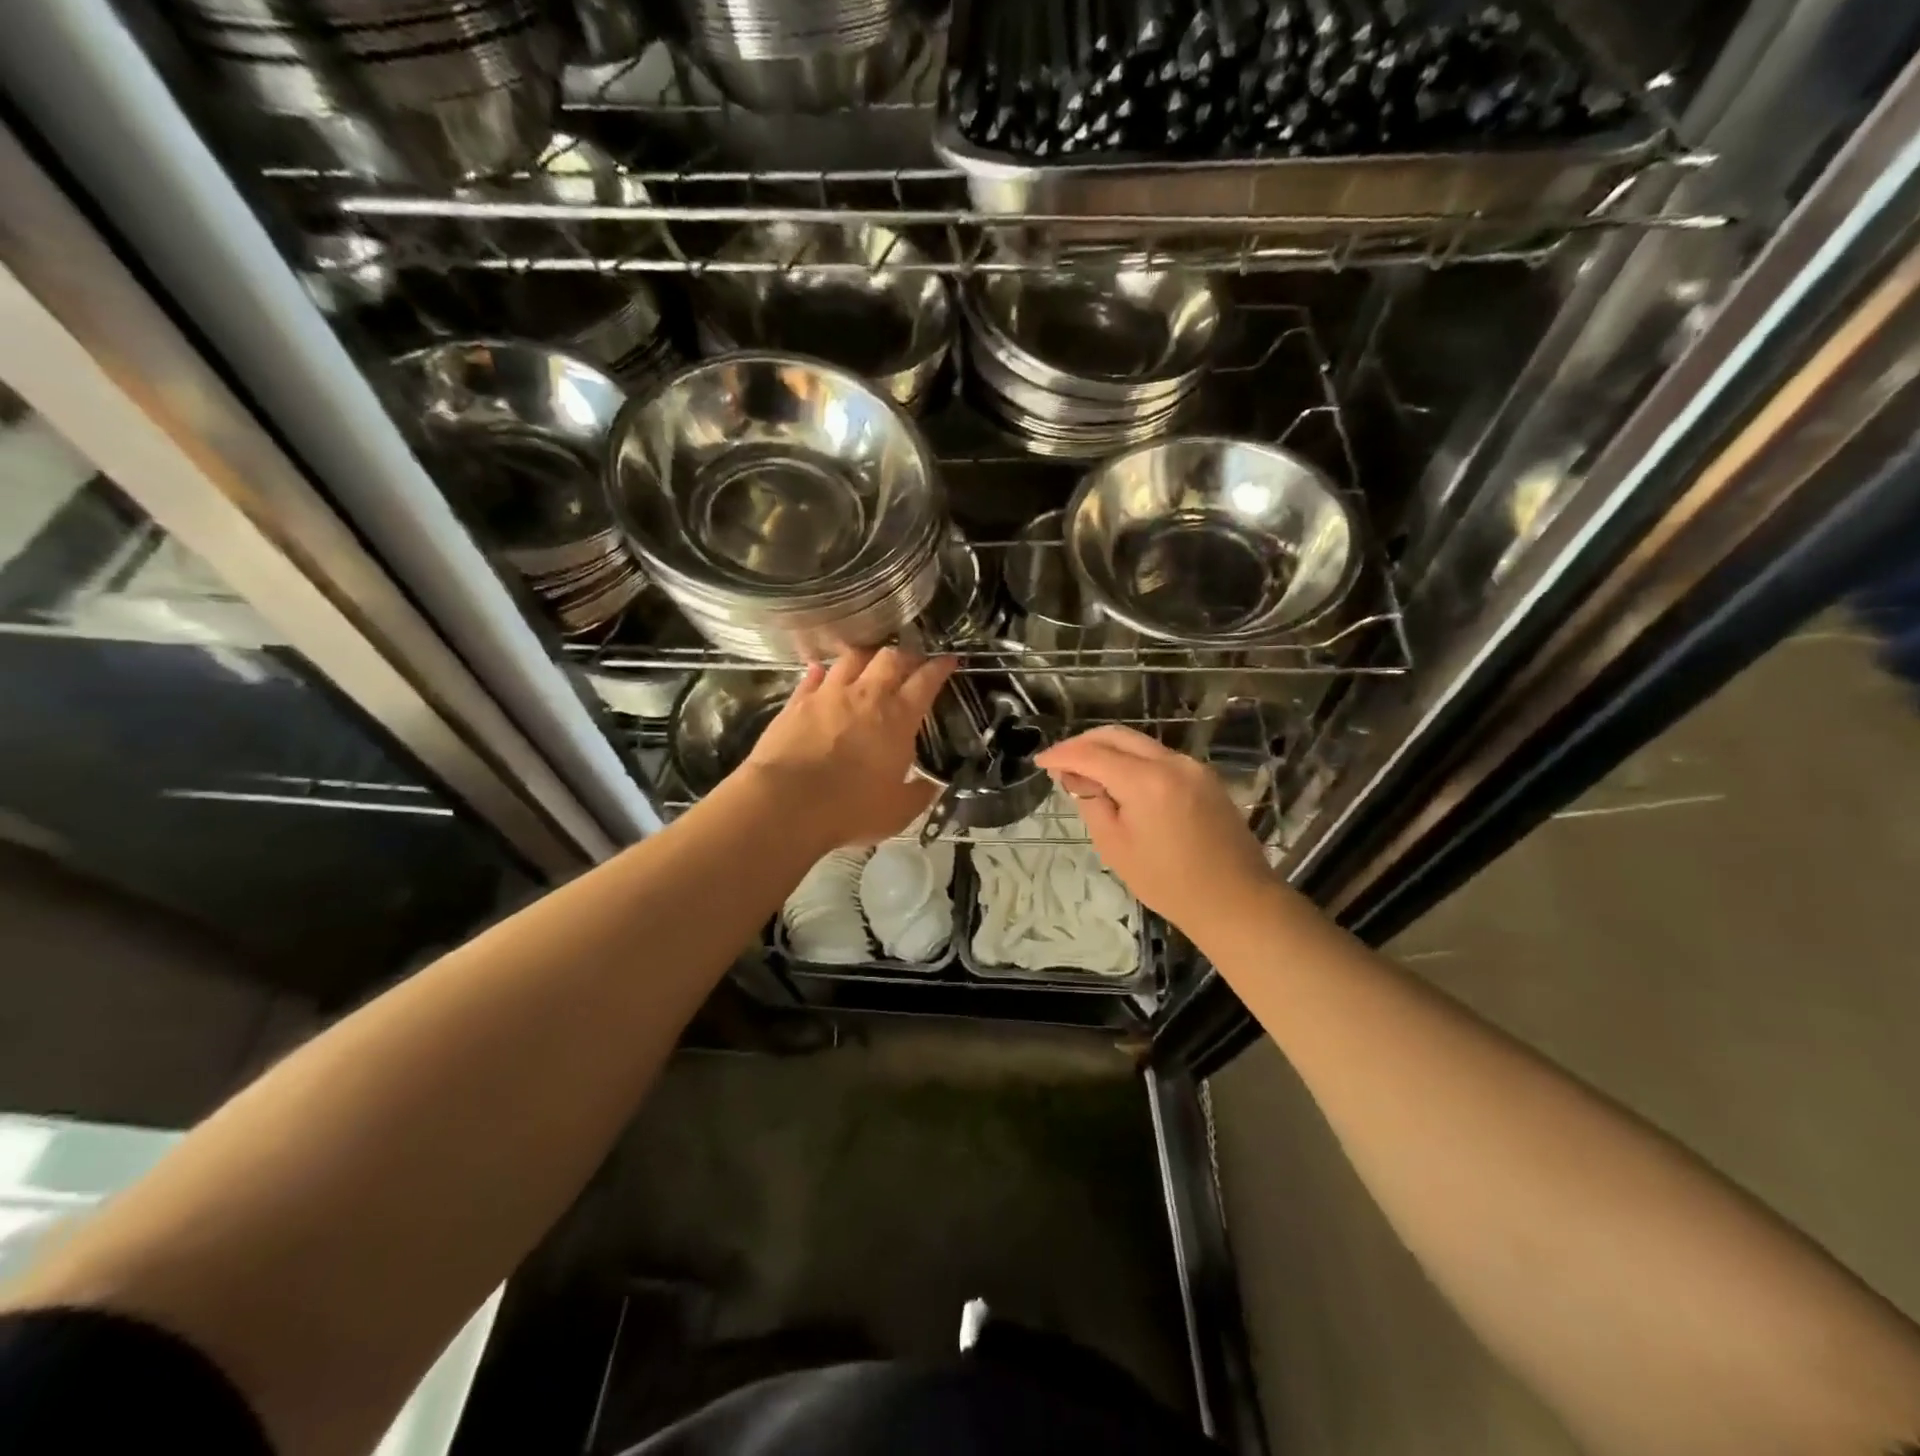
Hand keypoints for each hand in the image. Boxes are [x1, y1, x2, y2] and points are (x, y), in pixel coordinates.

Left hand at [739, 647, 954, 848]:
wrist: (787, 803)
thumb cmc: (851, 809)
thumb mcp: (898, 811)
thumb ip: (919, 794)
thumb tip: (932, 785)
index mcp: (898, 717)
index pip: (926, 681)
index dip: (940, 667)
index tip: (949, 660)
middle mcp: (866, 695)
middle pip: (890, 658)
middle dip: (905, 655)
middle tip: (910, 662)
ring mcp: (828, 694)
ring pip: (851, 658)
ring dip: (865, 657)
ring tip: (869, 662)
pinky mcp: (796, 702)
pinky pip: (812, 676)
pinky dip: (820, 672)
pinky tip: (820, 671)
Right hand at [1034, 725, 1275, 934]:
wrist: (1236, 900)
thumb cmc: (1168, 883)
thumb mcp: (1115, 847)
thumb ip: (1092, 802)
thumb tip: (1077, 777)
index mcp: (1146, 781)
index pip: (1092, 754)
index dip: (1062, 754)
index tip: (1040, 761)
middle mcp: (1171, 762)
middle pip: (1117, 735)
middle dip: (1083, 743)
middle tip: (1060, 763)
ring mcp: (1192, 766)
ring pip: (1139, 743)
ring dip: (1108, 751)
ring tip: (1086, 774)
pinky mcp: (1205, 777)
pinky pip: (1159, 757)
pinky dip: (1132, 761)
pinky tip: (1119, 782)